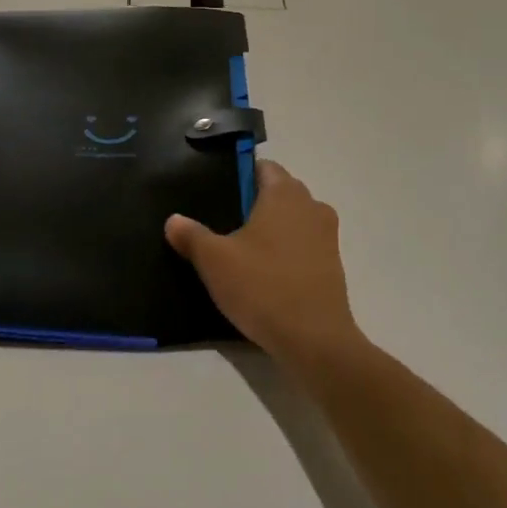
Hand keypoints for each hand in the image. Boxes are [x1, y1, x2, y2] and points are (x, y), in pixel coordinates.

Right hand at [165, 161, 365, 374]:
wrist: (314, 340)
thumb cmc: (262, 287)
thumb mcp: (214, 261)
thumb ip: (191, 235)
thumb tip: (173, 220)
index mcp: (284, 193)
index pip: (262, 167)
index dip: (239, 176)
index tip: (218, 196)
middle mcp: (311, 205)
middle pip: (279, 191)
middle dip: (254, 202)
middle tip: (224, 224)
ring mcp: (327, 235)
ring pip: (294, 219)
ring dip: (273, 228)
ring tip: (243, 250)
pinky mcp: (333, 264)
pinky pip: (305, 244)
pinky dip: (287, 250)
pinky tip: (266, 273)